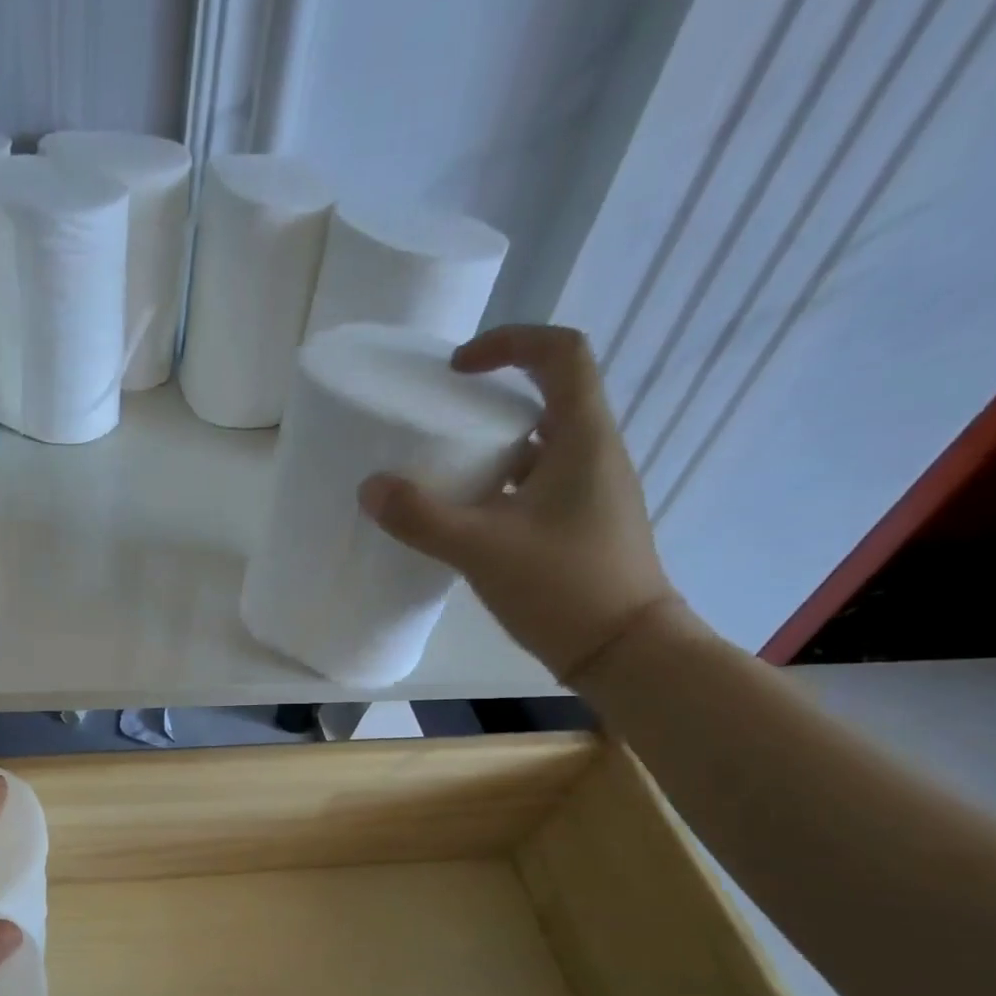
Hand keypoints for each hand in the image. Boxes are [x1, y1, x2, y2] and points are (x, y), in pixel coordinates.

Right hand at [357, 324, 683, 683]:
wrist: (624, 651)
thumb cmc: (563, 587)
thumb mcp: (482, 549)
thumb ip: (422, 517)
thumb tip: (371, 488)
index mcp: (583, 438)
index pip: (560, 353)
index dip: (509, 343)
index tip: (458, 369)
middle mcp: (594, 454)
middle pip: (547, 397)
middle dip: (491, 399)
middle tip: (440, 421)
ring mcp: (590, 492)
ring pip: (539, 447)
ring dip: (492, 448)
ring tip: (442, 471)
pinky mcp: (580, 526)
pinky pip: (536, 486)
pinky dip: (499, 488)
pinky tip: (465, 519)